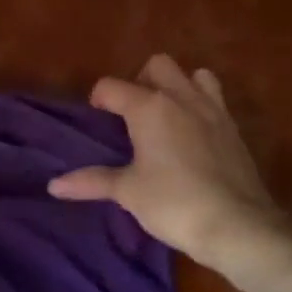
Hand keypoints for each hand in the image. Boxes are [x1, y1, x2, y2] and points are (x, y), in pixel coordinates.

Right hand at [49, 55, 284, 279]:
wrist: (237, 225)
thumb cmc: (174, 203)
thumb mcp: (128, 192)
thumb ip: (92, 181)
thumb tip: (54, 185)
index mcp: (149, 107)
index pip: (112, 86)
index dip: (99, 98)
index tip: (97, 117)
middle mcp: (181, 98)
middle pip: (157, 65)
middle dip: (141, 80)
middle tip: (133, 113)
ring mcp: (213, 110)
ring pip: (194, 75)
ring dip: (178, 85)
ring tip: (167, 115)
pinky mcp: (233, 128)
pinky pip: (215, 100)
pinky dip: (201, 106)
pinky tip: (194, 136)